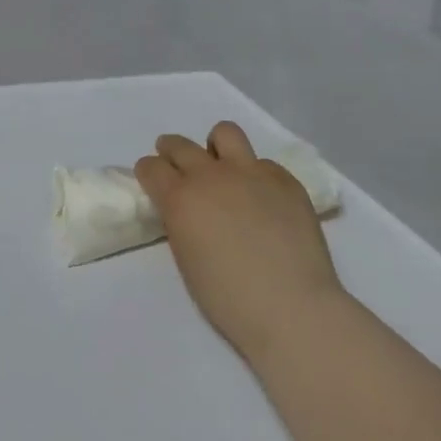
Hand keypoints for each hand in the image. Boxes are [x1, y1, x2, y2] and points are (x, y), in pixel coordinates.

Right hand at [136, 122, 343, 361]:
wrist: (291, 306)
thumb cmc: (228, 298)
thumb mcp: (186, 258)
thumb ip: (180, 222)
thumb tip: (186, 210)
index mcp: (180, 198)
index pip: (151, 167)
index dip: (149, 173)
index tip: (153, 181)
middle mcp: (211, 175)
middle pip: (179, 145)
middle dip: (171, 152)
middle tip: (178, 168)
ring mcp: (251, 172)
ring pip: (224, 133)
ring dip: (216, 147)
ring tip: (222, 168)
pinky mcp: (285, 180)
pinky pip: (263, 164)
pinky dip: (256, 175)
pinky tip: (263, 200)